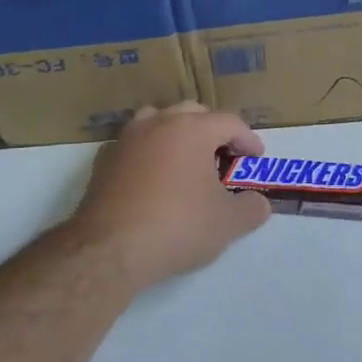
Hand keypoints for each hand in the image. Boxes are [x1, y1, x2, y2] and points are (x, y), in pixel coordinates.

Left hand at [69, 103, 271, 292]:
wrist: (110, 249)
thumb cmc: (178, 227)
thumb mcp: (228, 224)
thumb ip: (251, 208)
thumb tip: (258, 203)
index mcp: (192, 130)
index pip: (230, 122)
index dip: (248, 139)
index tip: (256, 159)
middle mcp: (158, 123)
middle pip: (192, 112)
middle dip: (213, 130)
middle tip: (224, 156)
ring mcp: (126, 139)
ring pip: (157, 120)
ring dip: (176, 132)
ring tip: (186, 158)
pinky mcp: (103, 161)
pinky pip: (133, 144)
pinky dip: (148, 152)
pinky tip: (153, 176)